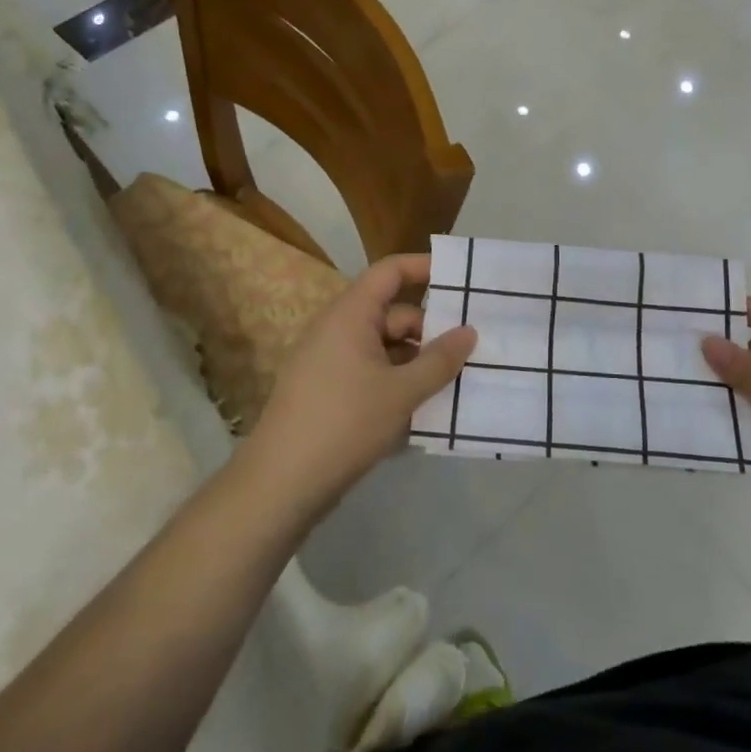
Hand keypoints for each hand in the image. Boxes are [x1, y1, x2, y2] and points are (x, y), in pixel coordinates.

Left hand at [242, 253, 476, 522]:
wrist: (281, 485)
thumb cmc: (345, 423)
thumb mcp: (402, 392)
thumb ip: (440, 360)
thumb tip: (469, 332)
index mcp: (351, 314)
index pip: (390, 271)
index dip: (424, 266)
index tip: (460, 278)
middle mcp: (338, 329)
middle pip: (393, 314)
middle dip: (430, 331)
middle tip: (470, 352)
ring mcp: (330, 361)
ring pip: (385, 348)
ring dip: (417, 363)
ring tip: (453, 386)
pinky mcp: (328, 391)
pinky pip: (371, 373)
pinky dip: (396, 384)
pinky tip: (421, 412)